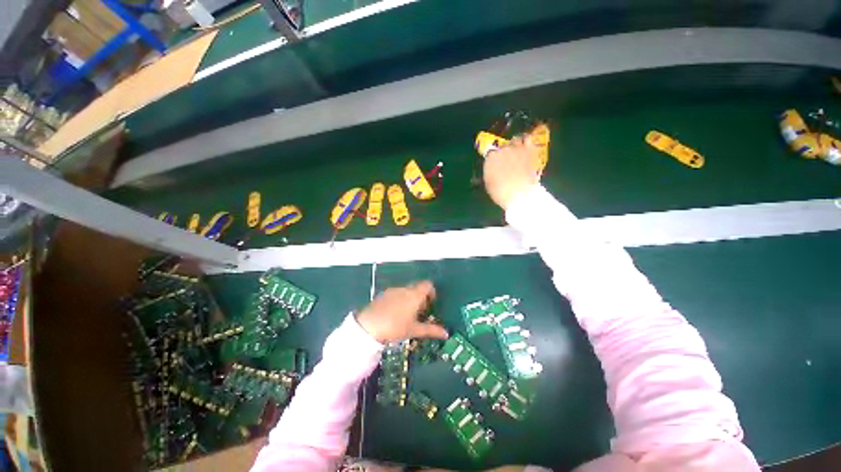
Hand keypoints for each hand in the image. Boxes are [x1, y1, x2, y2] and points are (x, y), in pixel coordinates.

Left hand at [355, 281, 448, 342]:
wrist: (368, 326)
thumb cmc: (395, 327)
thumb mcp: (414, 330)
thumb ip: (431, 330)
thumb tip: (446, 333)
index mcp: (415, 295)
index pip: (428, 285)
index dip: (432, 292)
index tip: (431, 304)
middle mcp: (405, 289)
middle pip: (417, 288)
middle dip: (421, 298)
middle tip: (420, 313)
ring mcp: (393, 290)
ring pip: (406, 291)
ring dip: (410, 299)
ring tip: (407, 315)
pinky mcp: (383, 294)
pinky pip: (396, 293)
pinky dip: (400, 300)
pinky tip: (395, 313)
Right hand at [483, 135, 540, 209]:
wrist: (519, 194)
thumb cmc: (500, 193)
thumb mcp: (489, 183)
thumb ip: (489, 171)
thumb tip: (492, 166)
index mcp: (491, 158)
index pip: (491, 153)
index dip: (494, 158)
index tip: (497, 163)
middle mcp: (502, 150)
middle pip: (503, 146)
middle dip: (505, 152)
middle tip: (508, 160)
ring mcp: (517, 149)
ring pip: (515, 140)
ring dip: (516, 145)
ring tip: (518, 151)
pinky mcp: (530, 150)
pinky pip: (528, 139)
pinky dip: (527, 141)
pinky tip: (527, 145)